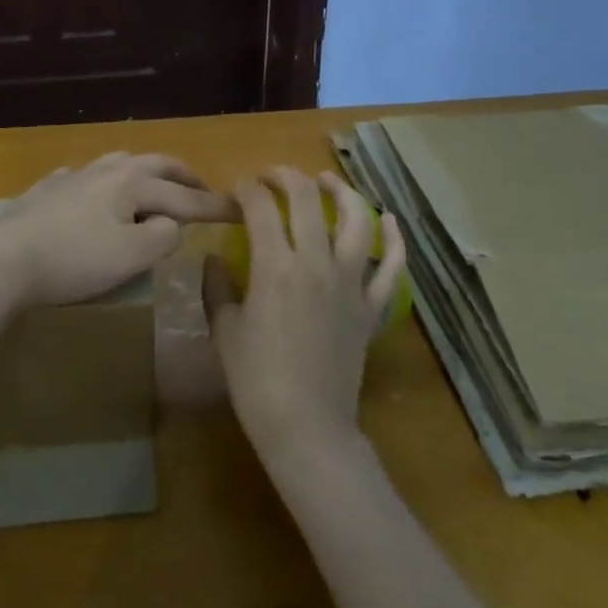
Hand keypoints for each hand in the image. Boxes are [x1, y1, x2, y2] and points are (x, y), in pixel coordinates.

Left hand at [0, 152, 232, 307]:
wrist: (3, 259)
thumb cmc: (73, 261)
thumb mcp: (129, 257)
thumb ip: (161, 237)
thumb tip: (171, 223)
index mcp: (132, 184)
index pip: (184, 196)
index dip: (214, 205)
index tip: (240, 209)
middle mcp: (107, 170)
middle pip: (156, 165)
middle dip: (183, 176)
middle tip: (202, 188)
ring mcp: (75, 176)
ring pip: (120, 163)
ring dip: (146, 172)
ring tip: (154, 184)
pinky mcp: (48, 189)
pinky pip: (86, 176)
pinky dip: (104, 181)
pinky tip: (94, 190)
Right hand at [203, 168, 405, 467]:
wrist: (308, 430)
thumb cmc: (257, 383)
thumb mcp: (224, 331)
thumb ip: (216, 286)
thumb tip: (213, 257)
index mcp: (275, 266)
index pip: (261, 207)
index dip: (247, 189)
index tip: (238, 190)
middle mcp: (316, 262)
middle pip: (306, 199)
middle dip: (286, 177)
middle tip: (271, 177)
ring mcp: (350, 282)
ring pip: (356, 220)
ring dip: (342, 191)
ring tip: (326, 180)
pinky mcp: (371, 306)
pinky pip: (391, 268)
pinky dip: (394, 241)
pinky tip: (390, 220)